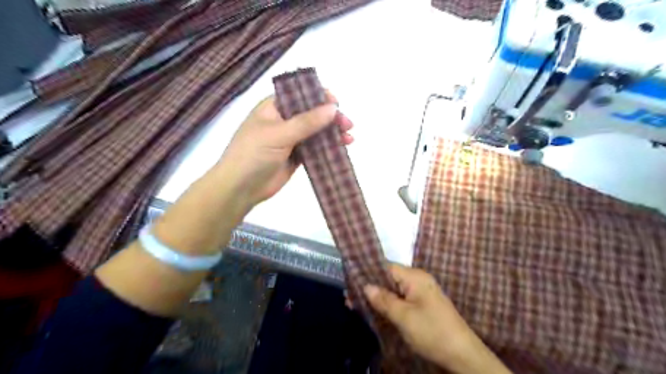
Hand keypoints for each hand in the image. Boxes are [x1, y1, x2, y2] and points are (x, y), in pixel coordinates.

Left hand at [217, 90, 352, 207]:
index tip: (336, 103)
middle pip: (312, 114)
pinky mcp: (296, 157)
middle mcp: (283, 121)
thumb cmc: (254, 154)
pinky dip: (328, 148)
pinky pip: (315, 149)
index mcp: (274, 108)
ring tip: (349, 138)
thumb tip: (333, 108)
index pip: (300, 95)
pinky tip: (341, 148)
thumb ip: (307, 121)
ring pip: (316, 132)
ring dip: (332, 133)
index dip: (319, 97)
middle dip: (331, 118)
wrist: (241, 187)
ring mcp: (290, 140)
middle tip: (348, 125)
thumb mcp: (279, 133)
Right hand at [364, 264, 510, 372]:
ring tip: (355, 304)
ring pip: (393, 290)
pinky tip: (374, 310)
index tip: (350, 280)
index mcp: (415, 277)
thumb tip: (365, 286)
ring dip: (377, 297)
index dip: (368, 272)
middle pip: (389, 278)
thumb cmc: (432, 331)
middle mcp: (418, 280)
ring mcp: (421, 293)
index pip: (386, 267)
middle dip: (370, 287)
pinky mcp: (423, 306)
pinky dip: (388, 304)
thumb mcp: (403, 316)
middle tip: (349, 296)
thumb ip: (383, 299)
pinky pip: (401, 300)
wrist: (463, 355)